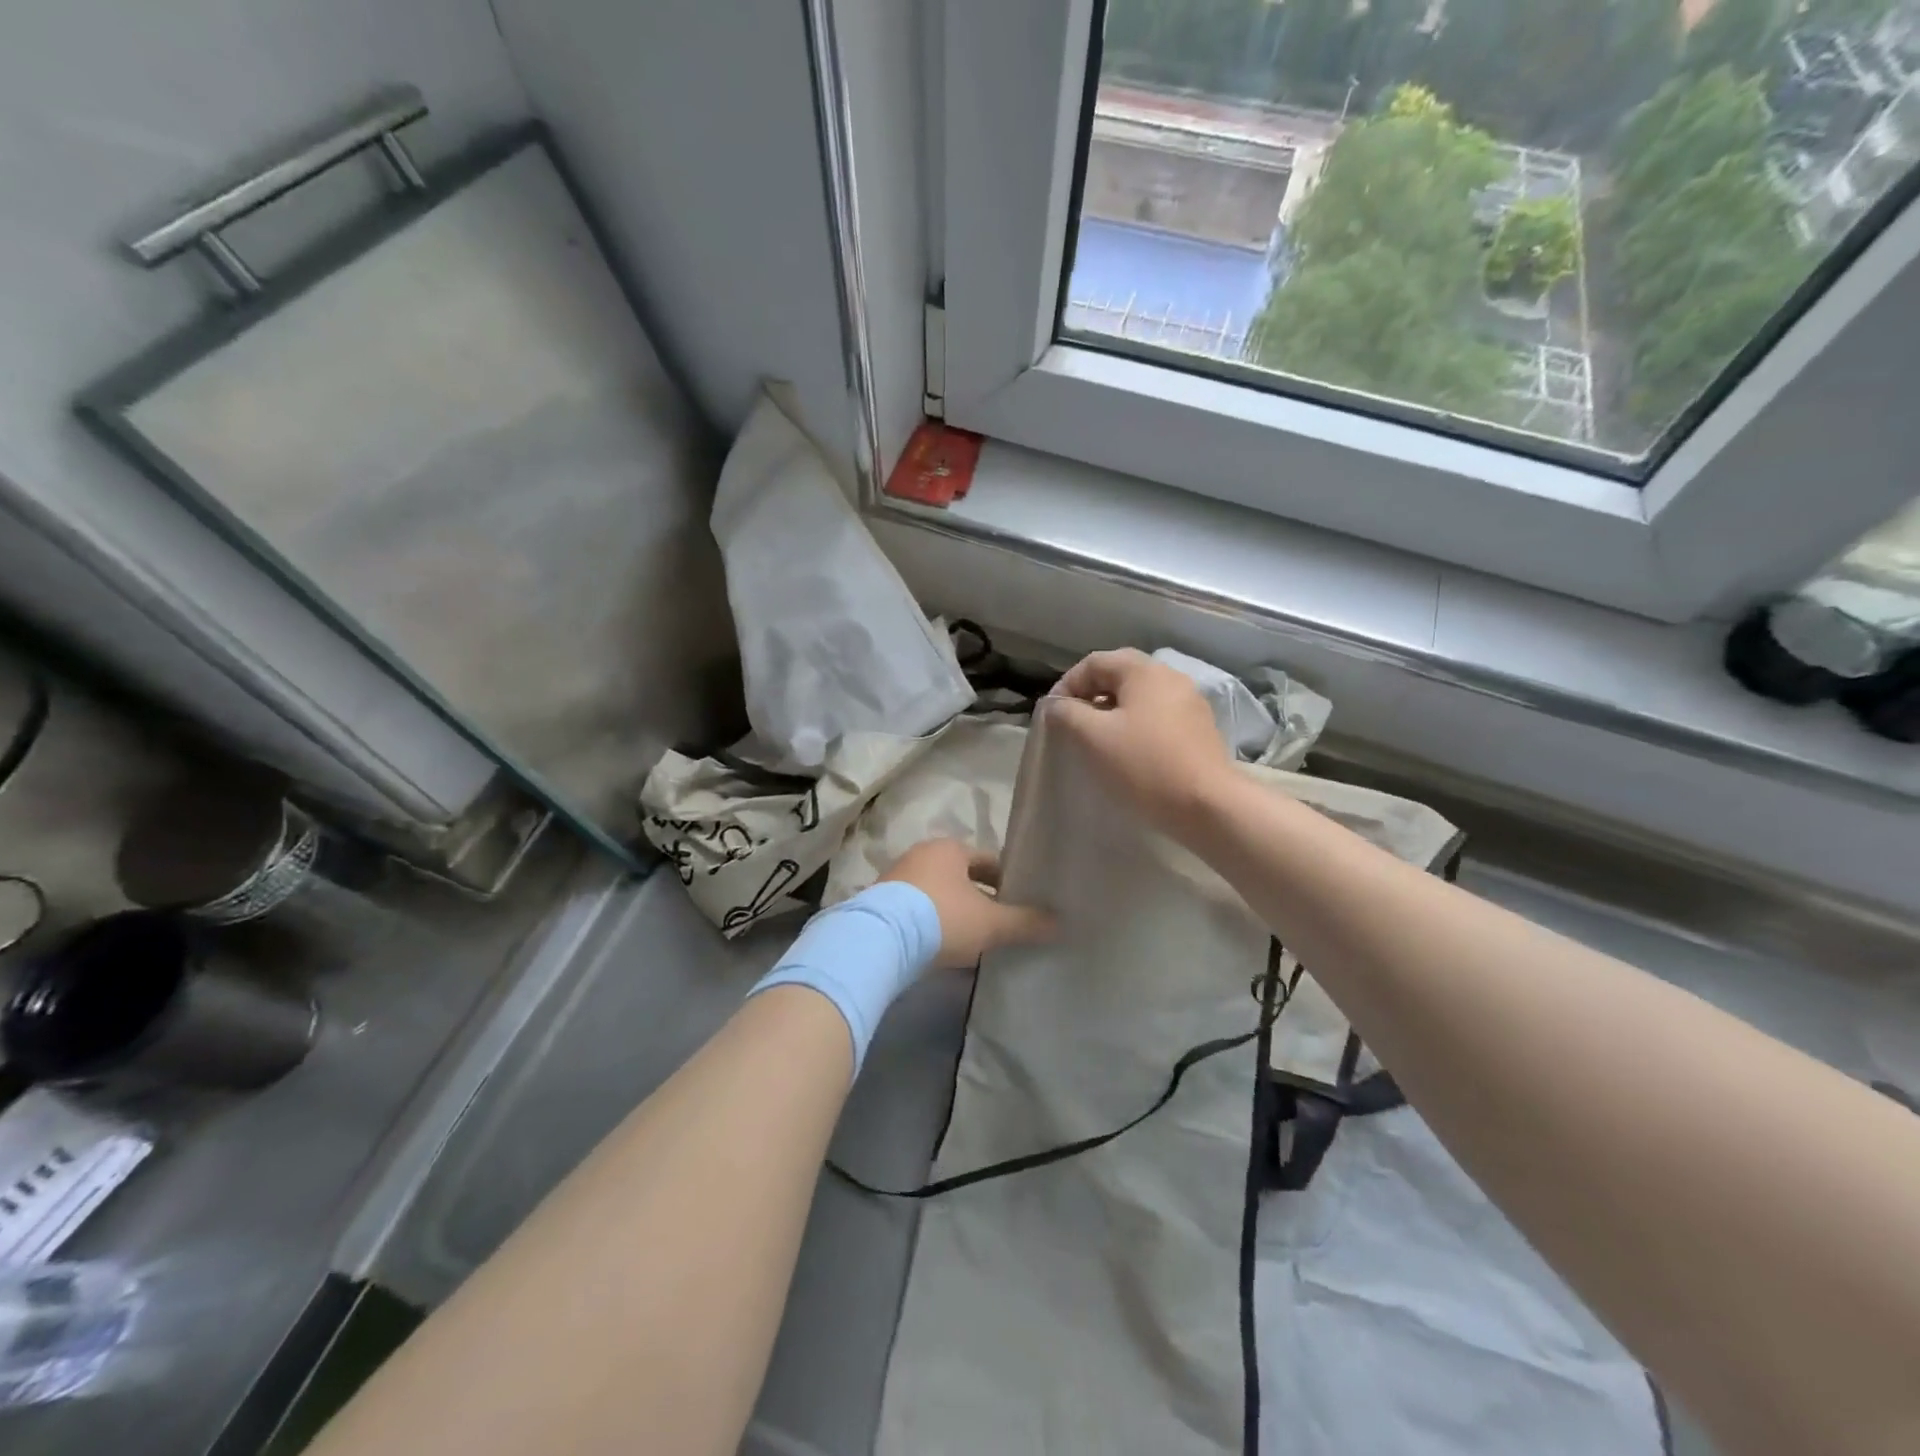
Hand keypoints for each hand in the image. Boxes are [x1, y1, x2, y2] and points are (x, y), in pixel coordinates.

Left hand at [880, 839, 1053, 968]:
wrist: (880, 940)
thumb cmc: (943, 919)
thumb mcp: (991, 923)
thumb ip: (1025, 922)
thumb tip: (1059, 922)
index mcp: (950, 848)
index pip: (989, 861)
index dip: (1009, 882)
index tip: (1022, 904)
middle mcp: (922, 854)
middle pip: (962, 876)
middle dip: (981, 897)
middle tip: (1000, 923)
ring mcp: (897, 877)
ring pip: (938, 892)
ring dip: (955, 910)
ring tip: (973, 938)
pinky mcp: (880, 903)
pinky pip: (916, 909)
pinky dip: (932, 922)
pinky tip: (941, 945)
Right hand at [1046, 648, 1234, 836]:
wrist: (1207, 804)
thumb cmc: (1144, 764)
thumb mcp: (1093, 737)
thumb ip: (1067, 713)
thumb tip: (1057, 705)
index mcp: (1144, 671)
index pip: (1094, 662)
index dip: (1067, 684)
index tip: (1052, 714)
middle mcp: (1170, 677)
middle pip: (1120, 674)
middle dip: (1091, 695)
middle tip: (1072, 722)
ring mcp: (1189, 702)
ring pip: (1140, 696)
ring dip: (1113, 711)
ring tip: (1097, 739)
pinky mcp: (1199, 728)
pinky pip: (1158, 715)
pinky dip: (1136, 724)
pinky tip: (1128, 751)